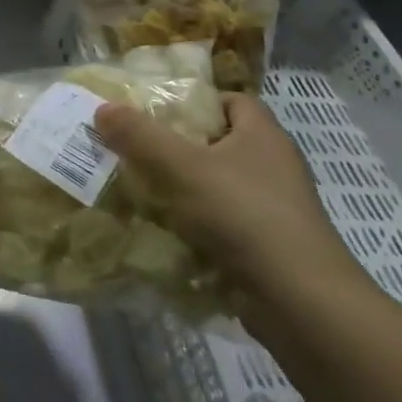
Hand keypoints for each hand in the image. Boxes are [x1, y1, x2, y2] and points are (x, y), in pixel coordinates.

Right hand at [93, 93, 372, 325]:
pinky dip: (191, 225)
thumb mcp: (182, 167)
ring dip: (179, 188)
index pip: (231, 101)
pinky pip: (218, 224)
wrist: (298, 301)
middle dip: (176, 146)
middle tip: (133, 148)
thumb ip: (140, 135)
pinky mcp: (263, 246)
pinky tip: (158, 229)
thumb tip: (103, 108)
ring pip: (214, 187)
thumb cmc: (243, 215)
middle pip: (217, 143)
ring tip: (136, 187)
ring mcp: (271, 210)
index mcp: (263, 136)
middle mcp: (272, 167)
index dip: (195, 100)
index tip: (157, 112)